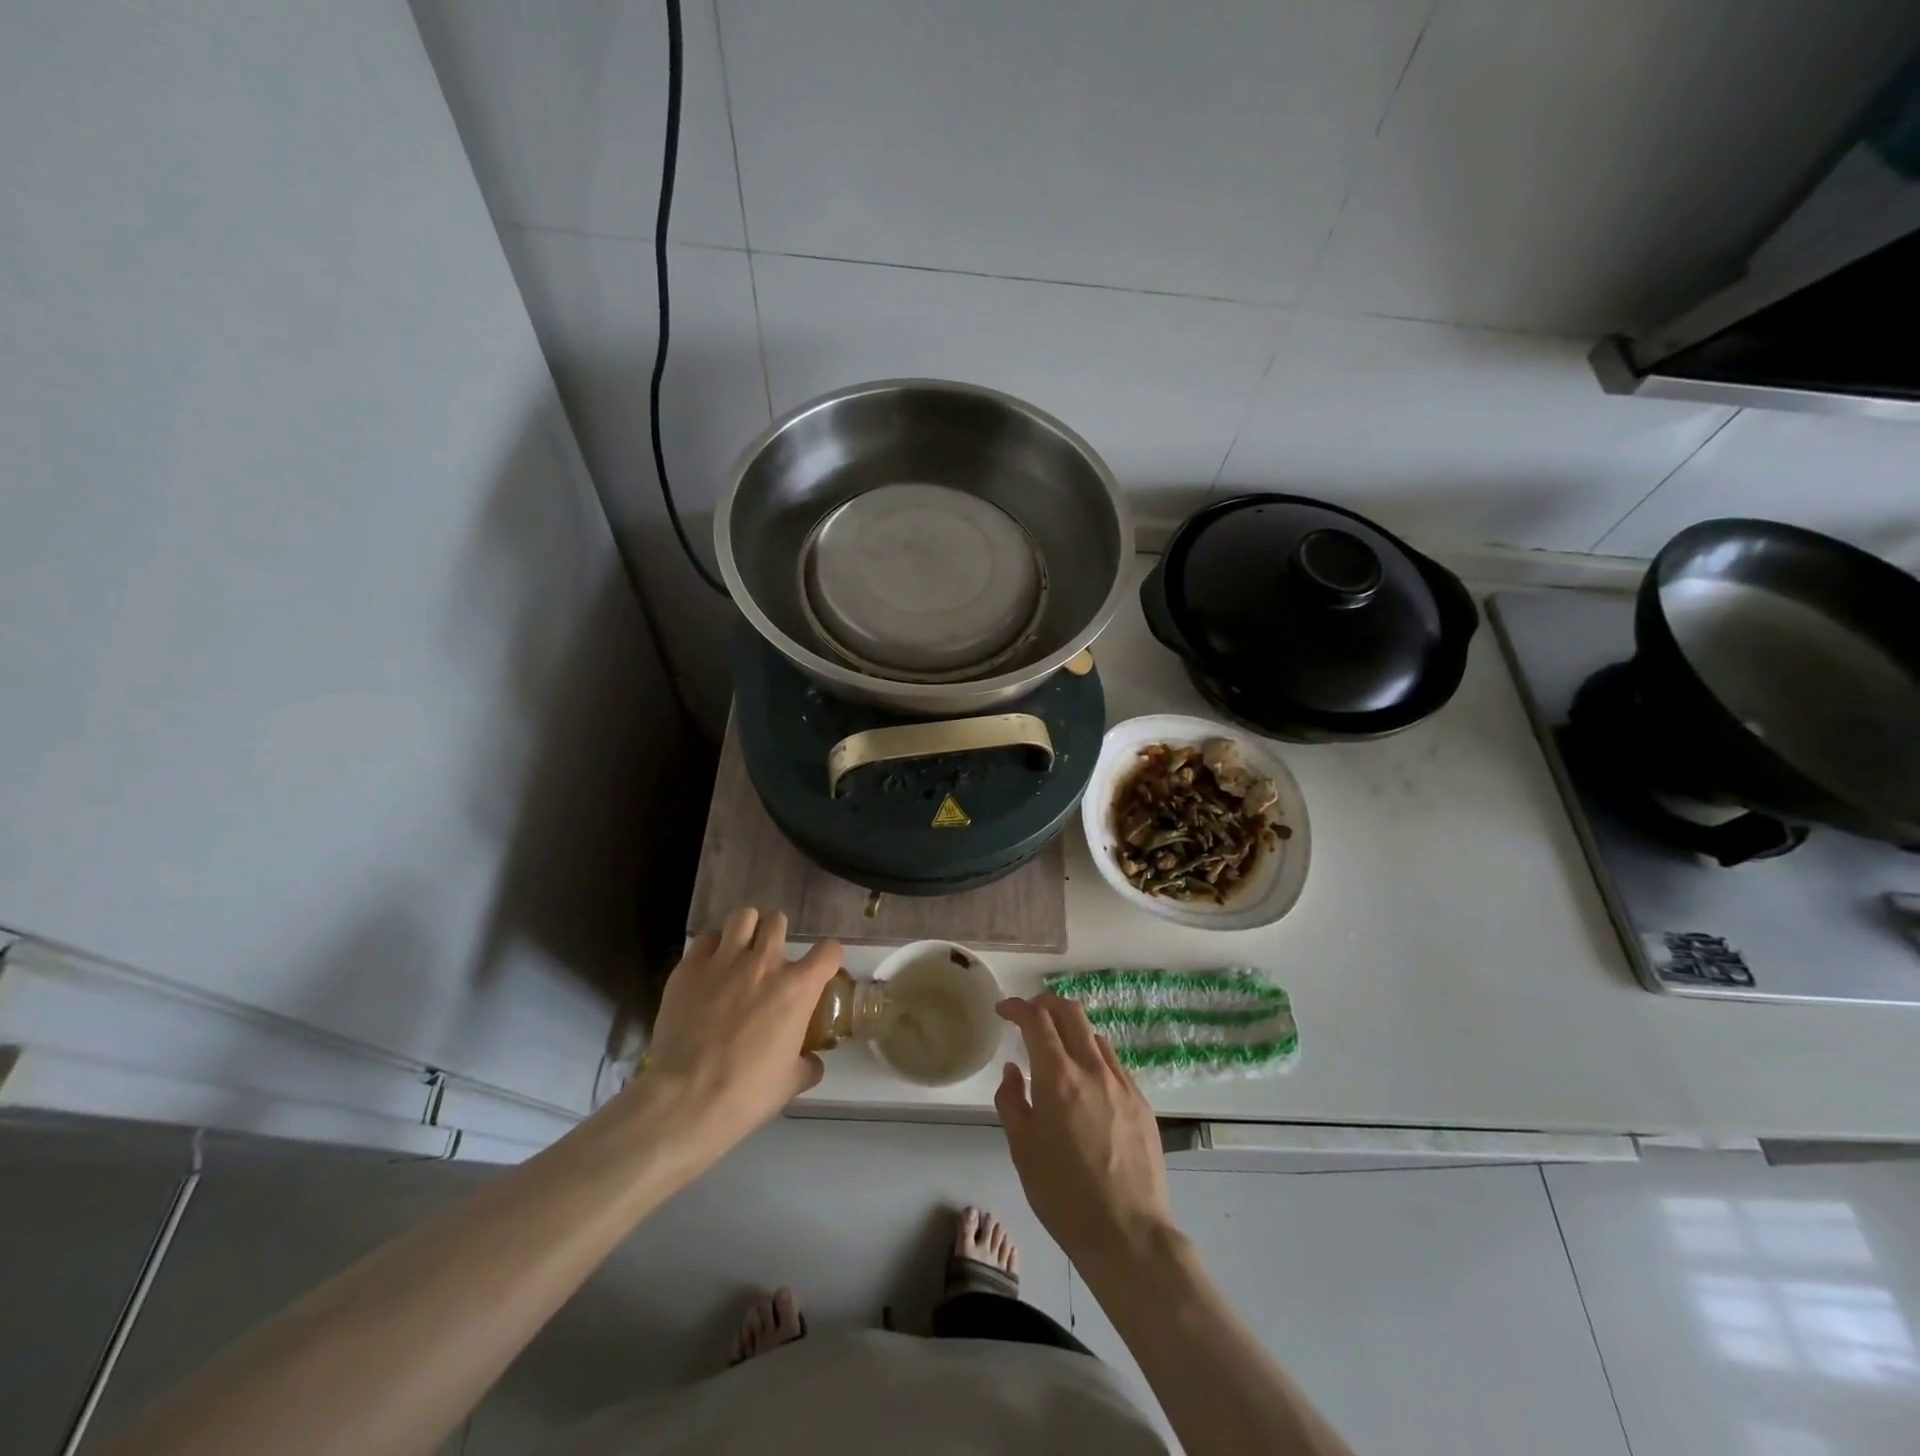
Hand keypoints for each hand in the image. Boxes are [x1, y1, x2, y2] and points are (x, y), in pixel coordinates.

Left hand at [641, 909, 841, 1166]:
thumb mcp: (791, 1083)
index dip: (828, 958)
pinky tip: (710, 967)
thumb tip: (812, 1059)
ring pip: (743, 916)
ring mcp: (724, 961)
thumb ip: (807, 1063)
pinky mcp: (689, 968)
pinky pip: (706, 939)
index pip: (829, 951)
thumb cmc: (747, 1093)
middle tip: (771, 957)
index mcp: (797, 988)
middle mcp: (764, 963)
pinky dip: (712, 947)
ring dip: (747, 929)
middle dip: (778, 935)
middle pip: (778, 921)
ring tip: (741, 949)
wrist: (686, 1099)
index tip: (821, 970)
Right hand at [995, 993, 1176, 1273]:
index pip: (1037, 1019)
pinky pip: (1113, 1063)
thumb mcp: (1022, 1150)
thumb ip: (1011, 1101)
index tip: (1004, 1010)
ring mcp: (1122, 1083)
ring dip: (1071, 1029)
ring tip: (1056, 1049)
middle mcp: (1093, 1069)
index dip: (1017, 1007)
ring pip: (1095, 1034)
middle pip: (1071, 1011)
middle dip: (1046, 1003)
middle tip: (1029, 1015)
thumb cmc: (1064, 1195)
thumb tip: (1013, 1071)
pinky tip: (1085, 1081)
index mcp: (1059, 1077)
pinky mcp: (1142, 1102)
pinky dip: (1093, 1056)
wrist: (1128, 1234)